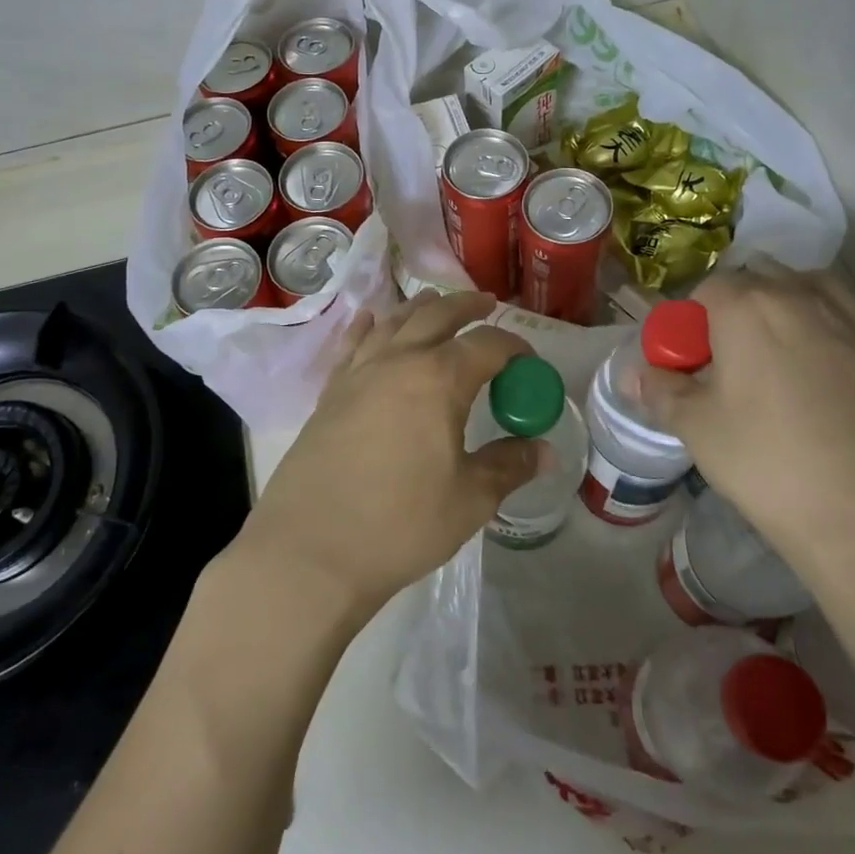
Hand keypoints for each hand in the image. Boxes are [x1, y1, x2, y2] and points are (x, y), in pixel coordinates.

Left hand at [239, 290, 543, 620]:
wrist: (310, 551)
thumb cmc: (399, 525)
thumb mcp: (468, 500)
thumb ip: (508, 466)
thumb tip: (544, 450)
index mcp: (438, 379)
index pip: (487, 345)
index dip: (514, 346)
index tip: (529, 360)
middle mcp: (397, 361)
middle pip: (437, 315)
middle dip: (467, 306)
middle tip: (487, 304)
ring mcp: (357, 373)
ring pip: (393, 321)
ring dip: (420, 308)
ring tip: (435, 302)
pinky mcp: (329, 393)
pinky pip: (352, 344)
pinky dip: (367, 326)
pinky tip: (370, 320)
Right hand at [639, 255, 854, 577]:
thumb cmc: (768, 465)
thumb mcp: (697, 429)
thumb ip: (660, 390)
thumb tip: (635, 372)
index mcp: (744, 310)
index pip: (708, 290)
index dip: (694, 319)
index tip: (693, 357)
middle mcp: (799, 298)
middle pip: (761, 278)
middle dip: (739, 301)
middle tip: (730, 350)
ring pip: (819, 280)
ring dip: (794, 286)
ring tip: (781, 309)